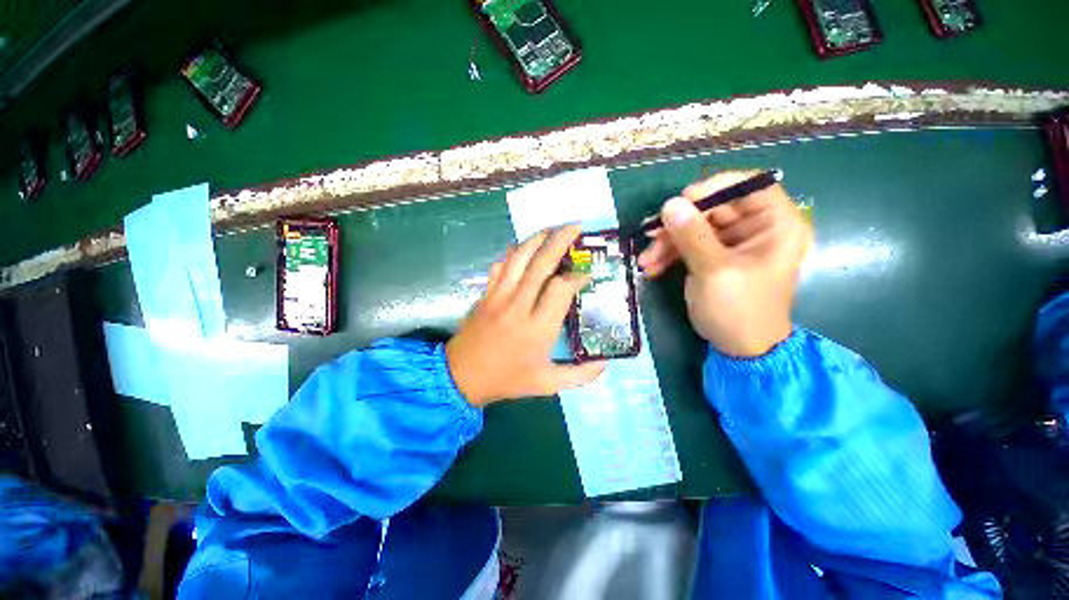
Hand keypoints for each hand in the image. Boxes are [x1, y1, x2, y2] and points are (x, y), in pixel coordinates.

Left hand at [446, 225, 606, 406]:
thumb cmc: (506, 380)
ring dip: (536, 239)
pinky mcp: (486, 294)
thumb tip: (606, 364)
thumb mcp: (546, 384)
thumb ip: (580, 375)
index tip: (587, 274)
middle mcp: (519, 305)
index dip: (577, 276)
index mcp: (537, 327)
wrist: (461, 377)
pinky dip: (513, 253)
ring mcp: (499, 296)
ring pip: (519, 258)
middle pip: (541, 263)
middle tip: (576, 226)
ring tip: (552, 229)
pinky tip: (523, 249)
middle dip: (560, 240)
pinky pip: (500, 265)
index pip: (561, 289)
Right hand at [637, 171, 811, 356]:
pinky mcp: (713, 256)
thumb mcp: (715, 271)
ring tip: (646, 261)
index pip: (750, 185)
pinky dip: (669, 254)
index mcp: (775, 225)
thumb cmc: (738, 309)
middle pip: (714, 208)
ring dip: (667, 242)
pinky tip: (652, 267)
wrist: (739, 348)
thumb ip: (693, 235)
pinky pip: (688, 244)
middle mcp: (756, 228)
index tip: (683, 200)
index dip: (715, 187)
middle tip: (650, 235)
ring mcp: (732, 243)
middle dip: (679, 223)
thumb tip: (670, 204)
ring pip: (695, 227)